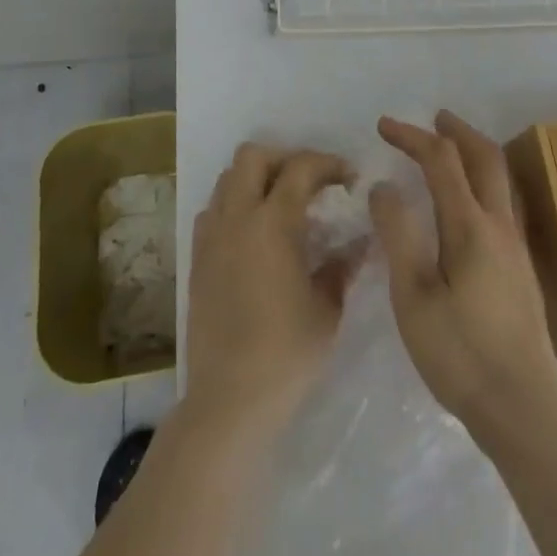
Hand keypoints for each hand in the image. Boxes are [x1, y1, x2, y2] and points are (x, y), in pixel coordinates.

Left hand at [185, 144, 356, 434]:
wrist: (229, 400)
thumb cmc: (286, 354)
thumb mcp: (327, 309)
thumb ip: (342, 266)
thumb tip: (359, 241)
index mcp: (273, 223)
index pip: (301, 167)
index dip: (329, 163)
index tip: (349, 178)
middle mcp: (238, 217)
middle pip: (253, 156)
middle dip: (285, 157)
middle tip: (310, 182)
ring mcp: (212, 236)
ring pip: (228, 178)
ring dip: (257, 178)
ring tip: (282, 203)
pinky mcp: (197, 258)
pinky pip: (212, 210)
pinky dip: (234, 205)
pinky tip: (253, 232)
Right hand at [371, 111, 556, 438]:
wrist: (524, 408)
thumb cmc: (460, 353)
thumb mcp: (413, 296)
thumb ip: (398, 234)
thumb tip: (384, 186)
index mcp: (470, 226)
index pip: (441, 159)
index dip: (412, 136)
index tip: (383, 126)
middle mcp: (499, 225)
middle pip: (485, 156)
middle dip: (456, 130)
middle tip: (433, 118)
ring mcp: (515, 246)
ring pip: (500, 178)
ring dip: (474, 152)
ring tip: (450, 149)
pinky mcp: (521, 268)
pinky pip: (501, 201)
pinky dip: (481, 179)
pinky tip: (467, 202)